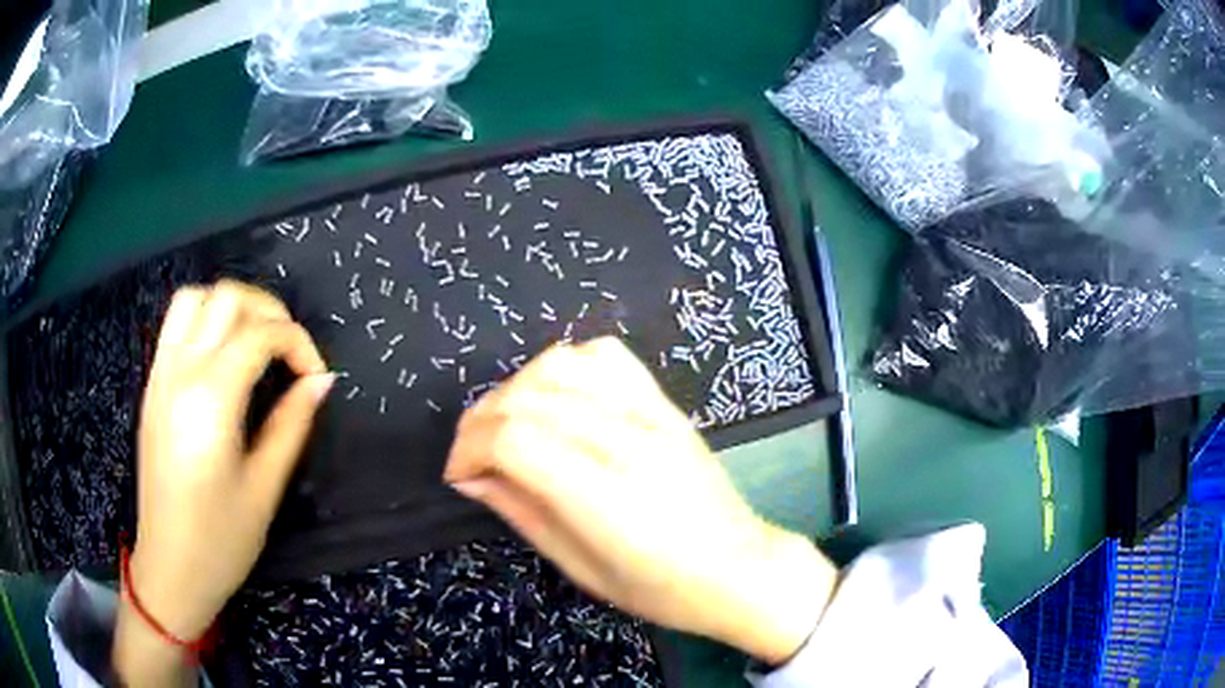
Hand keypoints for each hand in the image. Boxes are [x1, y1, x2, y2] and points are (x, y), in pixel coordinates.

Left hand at [116, 280, 331, 683]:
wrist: (169, 567)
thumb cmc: (221, 540)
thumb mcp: (264, 488)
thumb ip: (292, 424)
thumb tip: (321, 381)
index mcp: (211, 400)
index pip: (260, 335)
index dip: (298, 343)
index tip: (317, 377)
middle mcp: (180, 372)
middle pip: (226, 298)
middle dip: (269, 311)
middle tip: (290, 350)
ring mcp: (160, 375)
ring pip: (194, 298)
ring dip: (231, 307)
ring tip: (255, 341)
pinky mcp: (152, 386)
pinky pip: (176, 324)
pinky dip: (205, 319)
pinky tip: (223, 356)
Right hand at [445, 338, 836, 663]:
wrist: (740, 568)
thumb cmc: (661, 589)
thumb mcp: (581, 569)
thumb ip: (522, 513)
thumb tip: (472, 476)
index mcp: (605, 496)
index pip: (513, 439)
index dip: (468, 448)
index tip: (458, 475)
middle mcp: (625, 441)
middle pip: (526, 398)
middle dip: (479, 422)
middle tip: (471, 457)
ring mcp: (650, 414)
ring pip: (559, 366)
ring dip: (515, 390)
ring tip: (508, 426)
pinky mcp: (664, 403)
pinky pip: (605, 356)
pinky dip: (565, 367)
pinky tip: (557, 398)